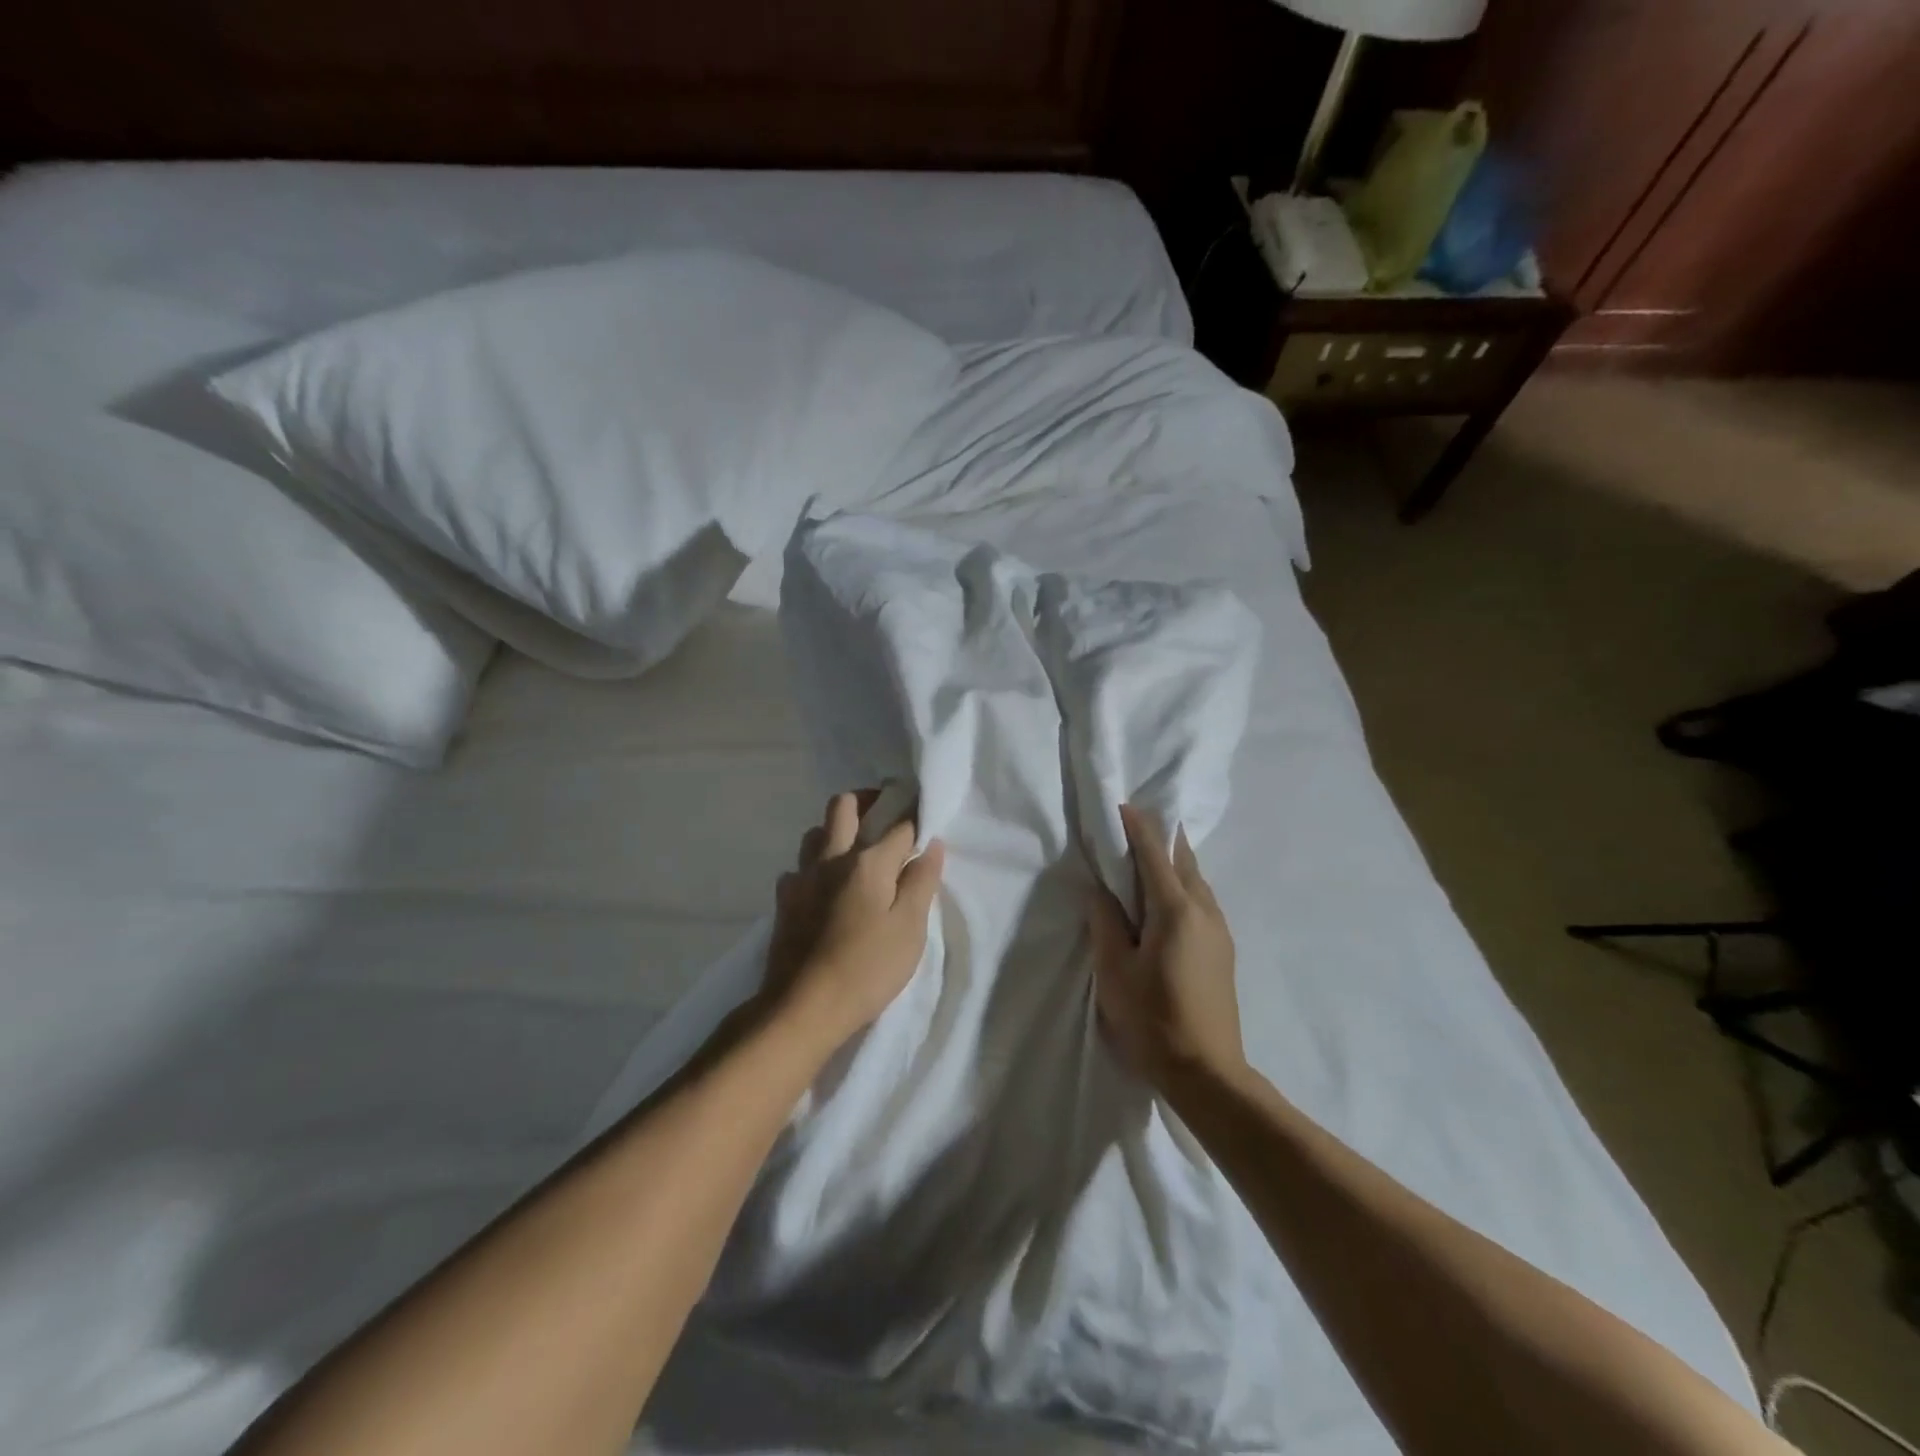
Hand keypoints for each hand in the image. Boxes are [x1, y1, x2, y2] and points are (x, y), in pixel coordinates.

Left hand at [764, 791, 945, 1047]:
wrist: (802, 1008)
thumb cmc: (867, 970)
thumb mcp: (909, 930)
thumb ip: (921, 882)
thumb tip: (932, 844)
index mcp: (869, 863)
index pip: (900, 824)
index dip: (915, 815)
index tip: (924, 815)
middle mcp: (832, 858)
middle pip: (844, 805)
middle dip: (867, 800)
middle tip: (885, 816)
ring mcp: (802, 877)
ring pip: (816, 832)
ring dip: (836, 830)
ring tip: (855, 852)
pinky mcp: (783, 900)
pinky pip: (799, 867)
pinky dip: (815, 867)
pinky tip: (824, 888)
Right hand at [1087, 803, 1243, 1088]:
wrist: (1207, 1073)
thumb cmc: (1153, 1019)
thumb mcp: (1114, 971)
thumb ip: (1105, 923)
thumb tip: (1100, 891)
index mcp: (1175, 910)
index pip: (1155, 855)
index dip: (1139, 828)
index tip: (1124, 805)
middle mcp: (1204, 911)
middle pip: (1184, 861)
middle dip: (1162, 839)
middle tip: (1137, 827)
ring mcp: (1220, 931)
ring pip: (1197, 881)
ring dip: (1174, 863)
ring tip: (1148, 859)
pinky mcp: (1224, 950)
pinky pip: (1201, 901)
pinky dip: (1182, 886)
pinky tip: (1166, 901)